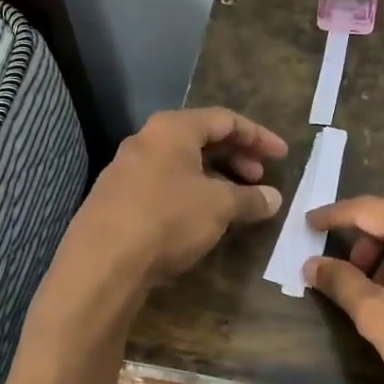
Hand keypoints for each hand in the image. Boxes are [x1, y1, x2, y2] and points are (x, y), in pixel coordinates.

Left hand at [61, 107, 287, 294]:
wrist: (101, 264)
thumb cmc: (167, 220)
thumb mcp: (219, 207)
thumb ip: (250, 198)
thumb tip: (274, 198)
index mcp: (171, 129)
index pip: (224, 119)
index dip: (258, 136)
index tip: (282, 156)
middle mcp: (146, 141)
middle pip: (200, 138)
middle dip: (236, 156)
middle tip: (259, 179)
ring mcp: (125, 170)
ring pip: (181, 164)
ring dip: (214, 177)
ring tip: (234, 201)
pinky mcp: (115, 199)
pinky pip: (163, 185)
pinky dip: (190, 193)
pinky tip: (200, 219)